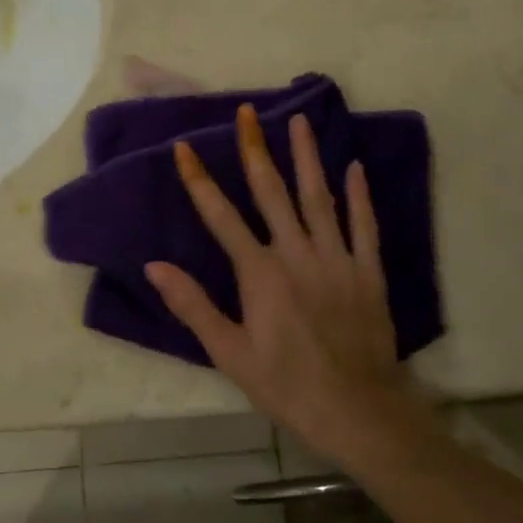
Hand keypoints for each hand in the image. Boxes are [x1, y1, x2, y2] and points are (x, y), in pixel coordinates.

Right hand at [145, 105, 408, 457]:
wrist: (356, 409)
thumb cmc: (285, 385)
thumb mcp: (229, 352)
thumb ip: (192, 305)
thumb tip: (154, 266)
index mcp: (259, 273)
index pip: (221, 216)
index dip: (200, 180)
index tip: (185, 146)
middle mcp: (297, 254)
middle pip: (272, 193)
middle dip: (255, 150)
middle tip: (247, 112)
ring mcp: (337, 259)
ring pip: (318, 198)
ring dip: (306, 158)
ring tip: (299, 120)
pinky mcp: (368, 272)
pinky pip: (364, 225)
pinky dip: (358, 195)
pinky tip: (354, 167)